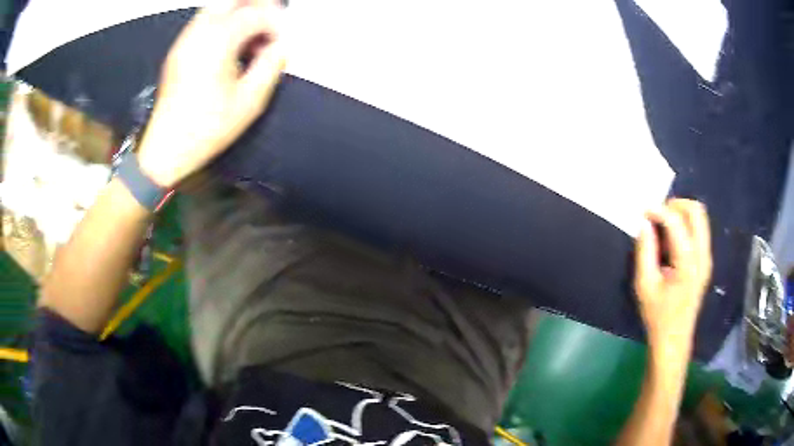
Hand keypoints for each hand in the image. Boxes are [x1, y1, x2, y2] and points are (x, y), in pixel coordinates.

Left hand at [137, 0, 285, 187]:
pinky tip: (231, 47)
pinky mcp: (179, 49)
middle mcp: (199, 32)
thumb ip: (271, 66)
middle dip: (257, 6)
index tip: (281, 42)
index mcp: (218, 41)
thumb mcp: (250, 101)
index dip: (275, 24)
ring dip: (240, 13)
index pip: (256, 13)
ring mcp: (186, 39)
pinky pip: (205, 21)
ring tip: (251, 38)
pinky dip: (224, 23)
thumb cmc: (206, 128)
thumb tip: (281, 46)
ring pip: (217, 7)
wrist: (167, 148)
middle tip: (269, 25)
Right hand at [634, 199, 712, 371]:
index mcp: (688, 263)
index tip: (642, 211)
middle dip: (676, 205)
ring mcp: (706, 258)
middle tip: (657, 215)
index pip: (676, 222)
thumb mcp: (644, 286)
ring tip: (663, 227)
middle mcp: (702, 256)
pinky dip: (685, 225)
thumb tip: (645, 224)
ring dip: (681, 214)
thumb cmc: (657, 316)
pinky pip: (699, 230)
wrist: (674, 340)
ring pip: (700, 218)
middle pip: (696, 211)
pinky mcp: (705, 262)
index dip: (658, 210)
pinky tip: (671, 241)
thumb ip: (645, 251)